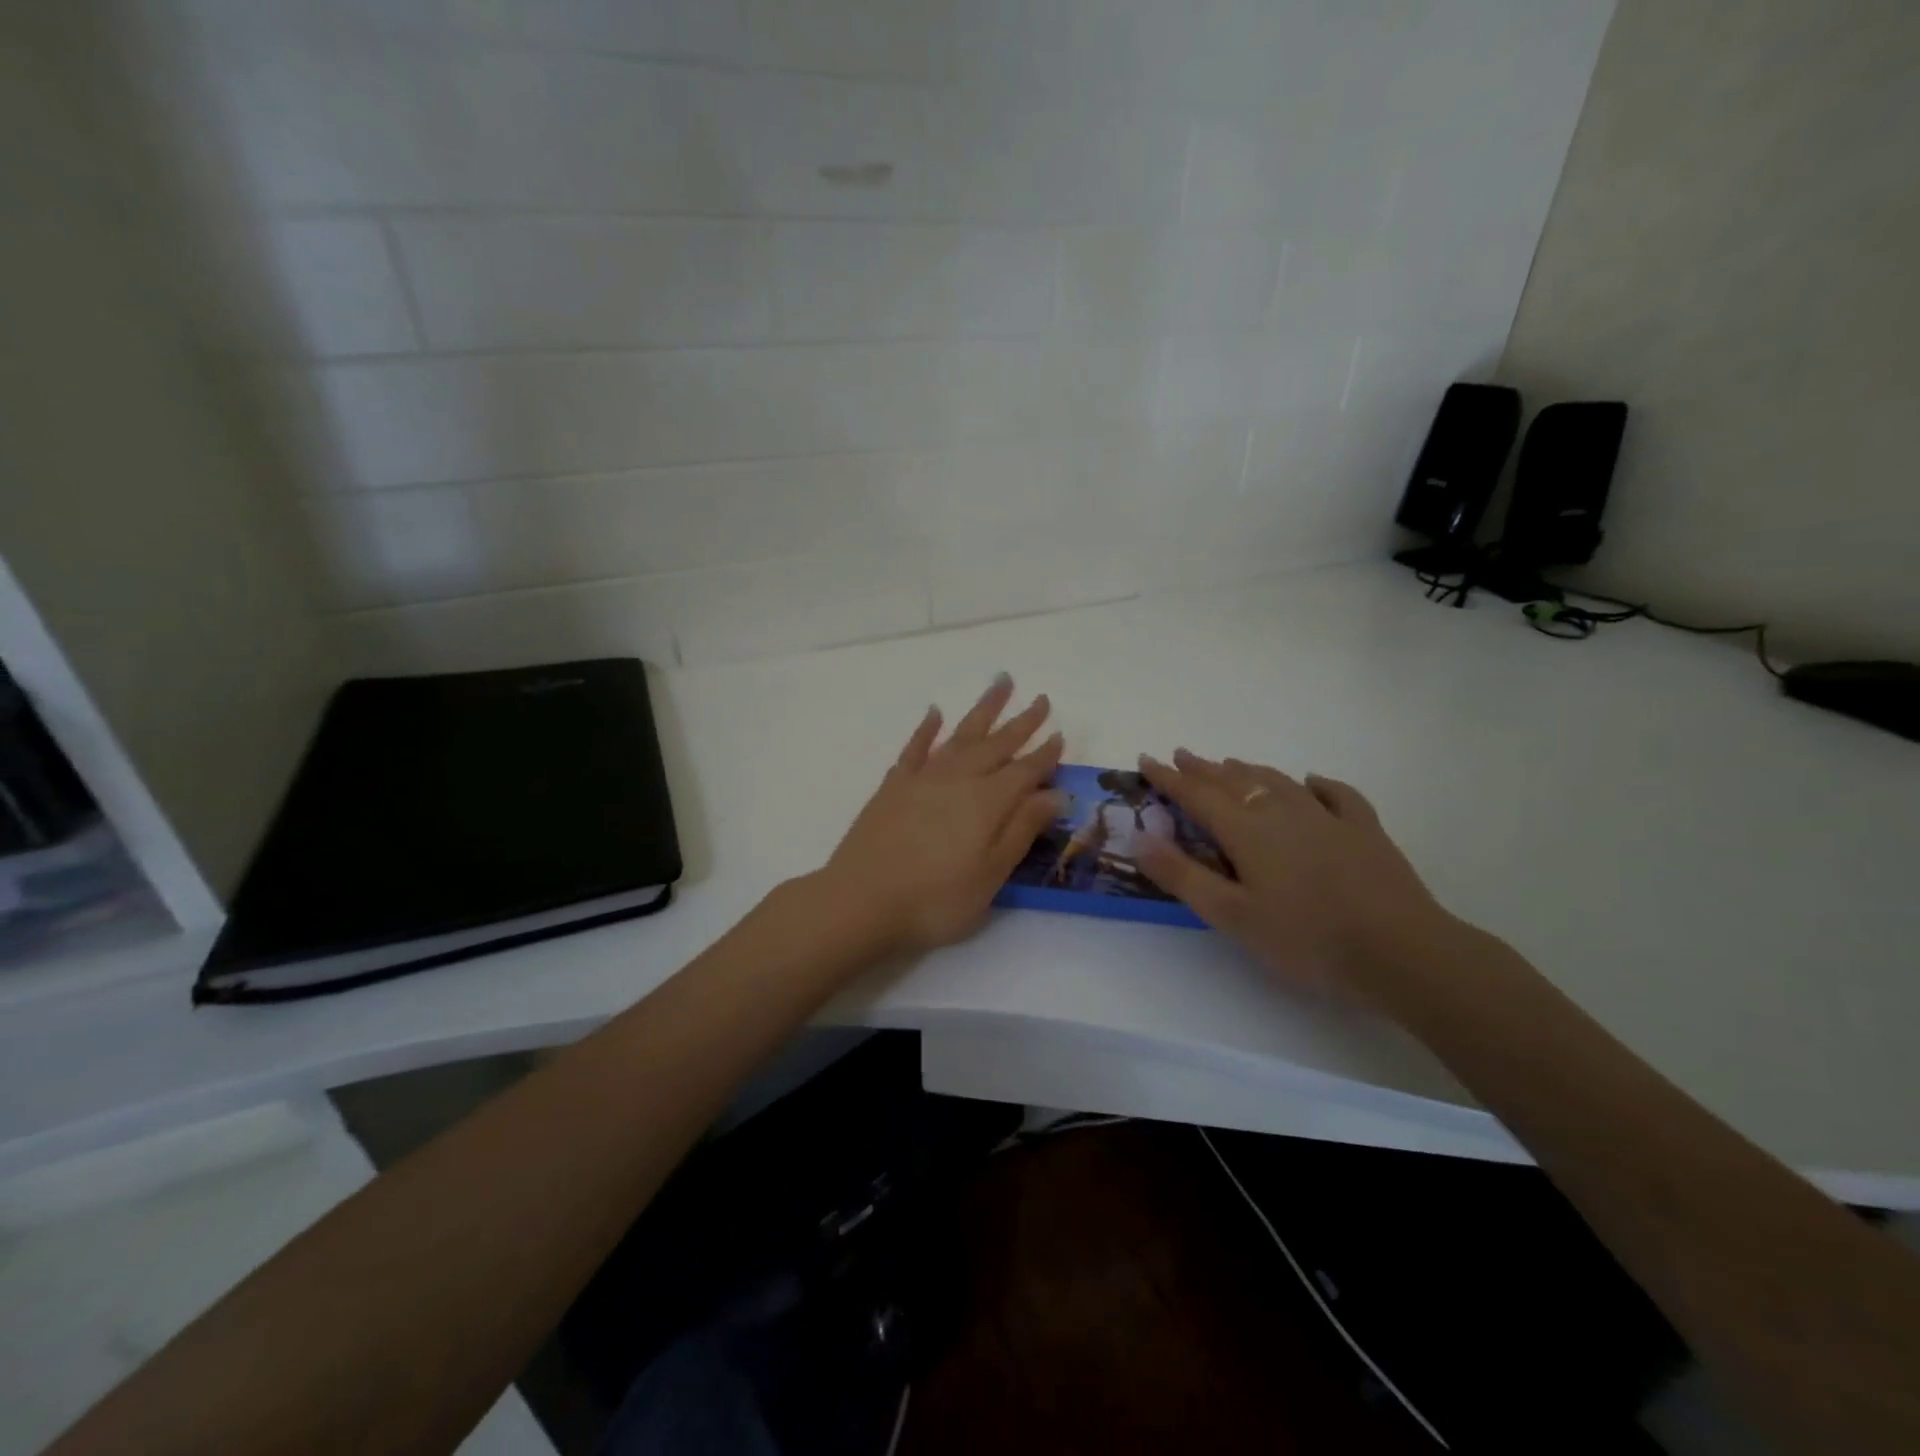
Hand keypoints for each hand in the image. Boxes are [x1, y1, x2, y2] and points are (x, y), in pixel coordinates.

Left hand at [816, 675, 1064, 957]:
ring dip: (984, 709)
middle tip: (1042, 700)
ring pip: (961, 734)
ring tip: (1001, 683)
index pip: (1026, 771)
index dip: (1045, 755)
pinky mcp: (894, 785)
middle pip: (998, 744)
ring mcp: (923, 778)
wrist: (861, 900)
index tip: (1060, 734)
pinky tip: (935, 713)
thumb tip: (1056, 793)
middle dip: (1022, 722)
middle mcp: (959, 779)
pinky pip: (915, 747)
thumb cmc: (935, 899)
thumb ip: (1022, 829)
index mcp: (988, 801)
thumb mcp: (991, 874)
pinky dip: (927, 728)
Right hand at [1133, 749, 1456, 994]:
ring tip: (1230, 764)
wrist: (1400, 950)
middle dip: (1203, 769)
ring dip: (1249, 770)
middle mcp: (1281, 812)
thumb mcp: (1232, 915)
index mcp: (1247, 831)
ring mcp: (1327, 817)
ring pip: (1278, 781)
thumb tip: (1140, 838)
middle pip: (1234, 781)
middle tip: (1183, 755)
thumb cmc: (1306, 937)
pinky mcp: (1364, 830)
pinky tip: (1312, 781)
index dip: (1168, 778)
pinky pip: (1336, 794)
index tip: (1145, 759)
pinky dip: (1318, 784)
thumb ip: (1183, 876)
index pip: (1196, 795)